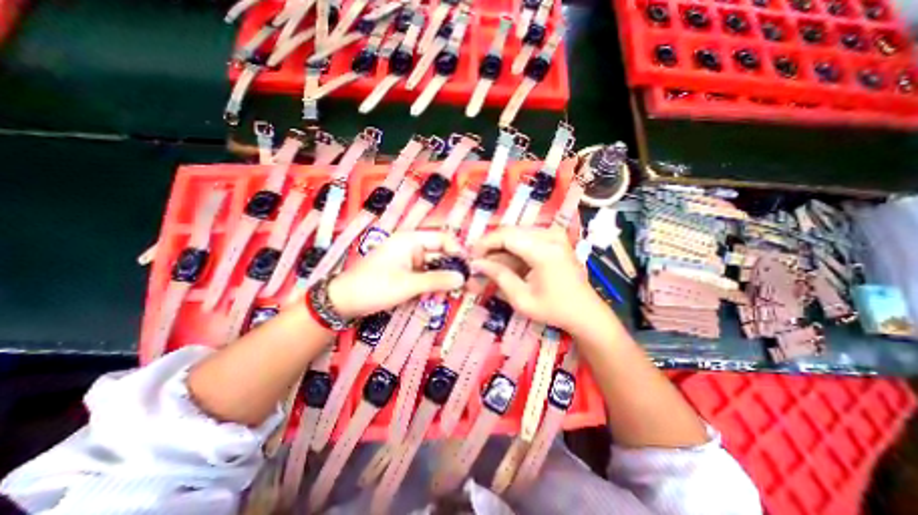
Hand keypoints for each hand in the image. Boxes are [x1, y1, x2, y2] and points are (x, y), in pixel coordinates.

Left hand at [327, 231, 466, 318]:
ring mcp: (408, 260)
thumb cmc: (375, 287)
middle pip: (439, 253)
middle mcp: (411, 246)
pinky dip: (432, 284)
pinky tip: (438, 295)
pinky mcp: (405, 272)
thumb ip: (437, 280)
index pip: (443, 238)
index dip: (457, 251)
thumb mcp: (408, 284)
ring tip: (452, 293)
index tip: (468, 269)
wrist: (343, 301)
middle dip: (451, 268)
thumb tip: (463, 277)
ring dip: (442, 279)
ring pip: (433, 266)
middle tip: (465, 285)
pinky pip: (425, 274)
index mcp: (411, 240)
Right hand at [468, 225, 607, 331]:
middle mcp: (551, 235)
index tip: (471, 257)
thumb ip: (498, 276)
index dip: (485, 244)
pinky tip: (506, 263)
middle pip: (510, 232)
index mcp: (545, 250)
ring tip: (490, 264)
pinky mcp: (555, 238)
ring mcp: (555, 235)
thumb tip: (476, 264)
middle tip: (478, 262)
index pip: (506, 236)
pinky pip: (526, 238)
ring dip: (501, 247)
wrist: (585, 312)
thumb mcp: (522, 299)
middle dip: (491, 245)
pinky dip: (513, 249)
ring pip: (516, 233)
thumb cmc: (554, 310)